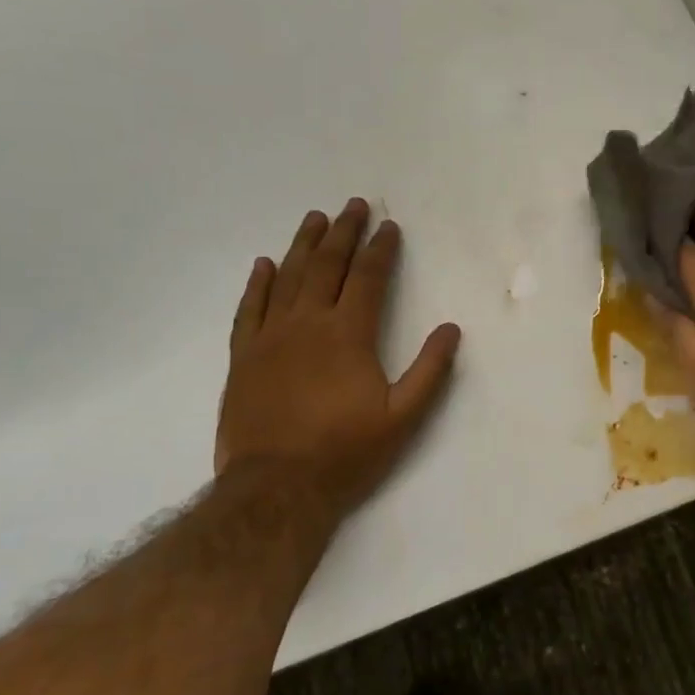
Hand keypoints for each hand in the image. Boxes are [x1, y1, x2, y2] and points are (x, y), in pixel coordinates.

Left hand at [216, 199, 460, 521]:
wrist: (275, 489)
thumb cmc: (345, 453)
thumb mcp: (403, 418)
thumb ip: (429, 371)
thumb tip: (451, 329)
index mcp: (349, 334)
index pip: (368, 278)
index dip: (381, 249)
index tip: (389, 226)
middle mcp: (308, 324)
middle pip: (327, 266)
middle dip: (344, 233)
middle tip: (353, 206)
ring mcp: (270, 338)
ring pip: (287, 278)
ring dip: (303, 245)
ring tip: (315, 219)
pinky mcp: (243, 357)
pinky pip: (249, 309)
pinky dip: (258, 284)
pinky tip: (264, 264)